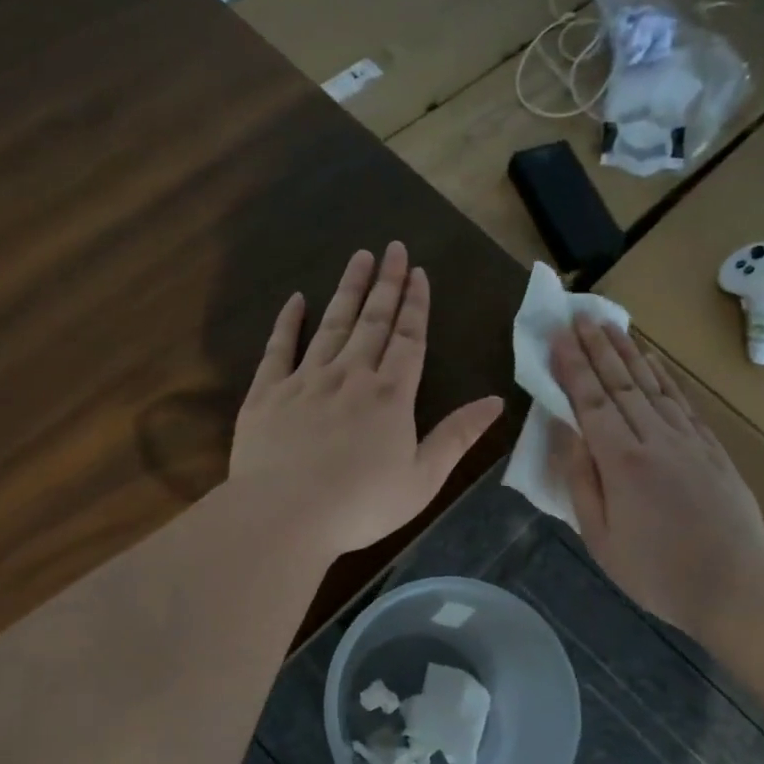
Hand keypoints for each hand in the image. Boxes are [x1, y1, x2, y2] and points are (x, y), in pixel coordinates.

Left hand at [231, 243, 504, 556]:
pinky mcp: (267, 393)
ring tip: (359, 257)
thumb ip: (457, 436)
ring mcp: (305, 380)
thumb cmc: (360, 505)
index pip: (408, 339)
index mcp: (390, 395)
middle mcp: (350, 375)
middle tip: (394, 248)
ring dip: (347, 289)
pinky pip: (279, 347)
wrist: (284, 515)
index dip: (416, 305)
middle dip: (386, 283)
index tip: (419, 273)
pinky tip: (296, 299)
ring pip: (332, 324)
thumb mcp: (423, 479)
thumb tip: (496, 402)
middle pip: (372, 321)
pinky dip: (288, 321)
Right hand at [551, 318, 763, 644]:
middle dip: (597, 347)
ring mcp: (689, 441)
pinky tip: (653, 360)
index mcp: (622, 463)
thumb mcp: (600, 539)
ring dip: (629, 352)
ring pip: (653, 385)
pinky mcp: (713, 449)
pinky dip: (665, 376)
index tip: (557, 336)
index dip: (572, 368)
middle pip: (621, 384)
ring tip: (611, 324)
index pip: (591, 403)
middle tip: (579, 315)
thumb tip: (567, 435)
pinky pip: (682, 402)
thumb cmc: (657, 573)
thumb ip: (581, 482)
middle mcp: (656, 440)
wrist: (737, 589)